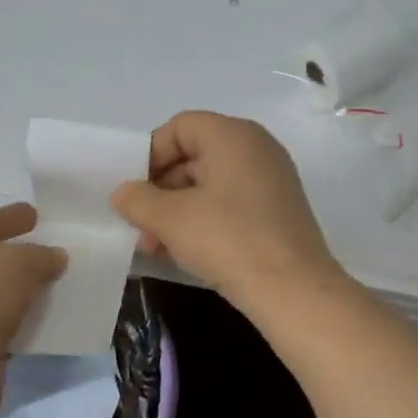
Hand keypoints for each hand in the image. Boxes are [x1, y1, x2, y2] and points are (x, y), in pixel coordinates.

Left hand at [0, 204, 66, 408]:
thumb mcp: (18, 262)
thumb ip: (40, 254)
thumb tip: (54, 258)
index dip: (9, 217)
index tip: (35, 214)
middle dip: (15, 253)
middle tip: (47, 247)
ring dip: (18, 287)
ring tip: (51, 280)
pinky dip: (16, 315)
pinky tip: (40, 313)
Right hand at [112, 111, 341, 305]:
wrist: (292, 289)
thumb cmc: (228, 240)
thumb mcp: (171, 219)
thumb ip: (138, 199)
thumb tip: (124, 193)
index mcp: (233, 135)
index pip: (180, 127)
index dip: (150, 155)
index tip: (134, 192)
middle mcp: (257, 148)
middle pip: (195, 156)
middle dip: (161, 191)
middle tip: (141, 226)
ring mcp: (272, 180)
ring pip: (211, 185)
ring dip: (178, 212)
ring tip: (157, 247)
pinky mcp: (279, 211)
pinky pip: (232, 204)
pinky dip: (205, 221)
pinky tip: (186, 253)